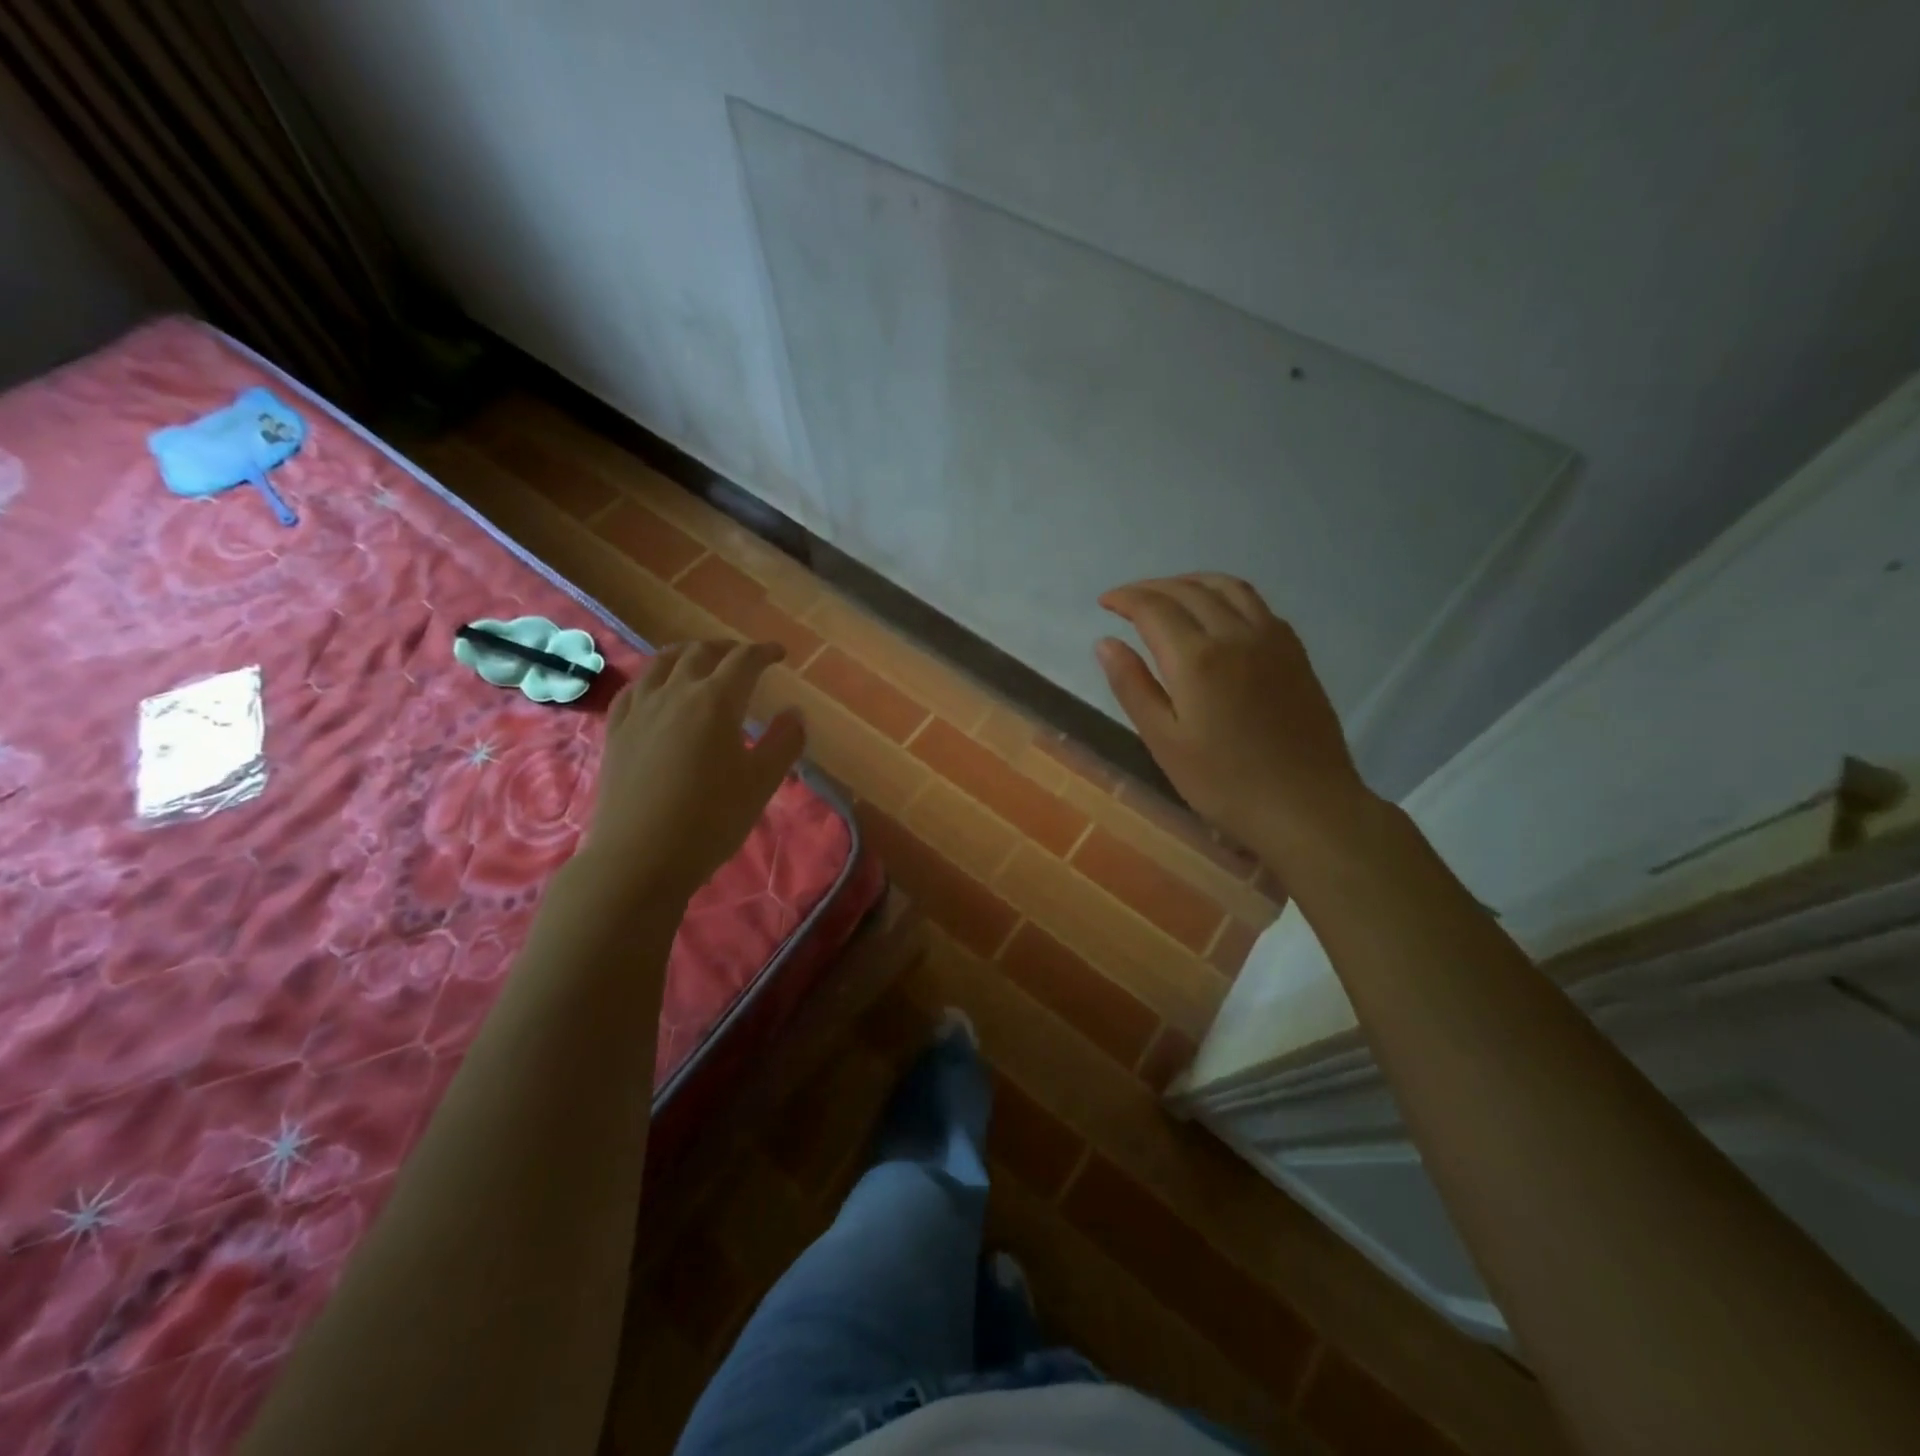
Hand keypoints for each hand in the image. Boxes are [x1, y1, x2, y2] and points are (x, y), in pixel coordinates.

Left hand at [576, 640, 804, 905]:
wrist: (639, 857)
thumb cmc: (710, 820)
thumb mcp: (761, 784)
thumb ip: (783, 743)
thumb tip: (795, 713)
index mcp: (716, 701)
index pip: (744, 661)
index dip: (764, 652)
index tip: (779, 654)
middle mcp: (675, 693)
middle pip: (701, 653)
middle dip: (727, 648)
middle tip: (744, 657)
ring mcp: (640, 709)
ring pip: (662, 662)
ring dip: (688, 653)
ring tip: (700, 658)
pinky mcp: (616, 730)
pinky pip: (634, 688)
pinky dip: (653, 676)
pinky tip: (656, 687)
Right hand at [1095, 575, 1371, 857]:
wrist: (1306, 806)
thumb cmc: (1223, 783)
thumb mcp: (1164, 741)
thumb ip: (1132, 686)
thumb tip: (1105, 642)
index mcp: (1197, 658)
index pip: (1154, 608)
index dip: (1125, 599)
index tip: (1105, 602)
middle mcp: (1235, 634)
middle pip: (1189, 590)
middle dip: (1152, 587)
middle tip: (1128, 599)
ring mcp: (1272, 639)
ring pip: (1228, 587)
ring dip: (1191, 581)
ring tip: (1169, 593)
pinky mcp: (1294, 652)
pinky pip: (1256, 603)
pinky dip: (1226, 594)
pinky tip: (1218, 612)